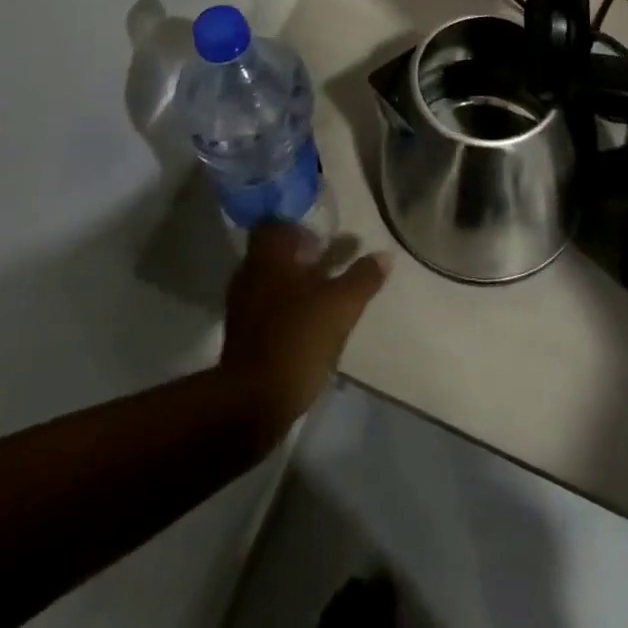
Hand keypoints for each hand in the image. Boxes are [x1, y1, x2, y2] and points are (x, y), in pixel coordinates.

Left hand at [219, 224, 391, 441]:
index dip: (300, 228)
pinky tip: (311, 323)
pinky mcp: (244, 336)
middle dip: (304, 256)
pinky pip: (269, 308)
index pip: (277, 224)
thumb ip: (362, 278)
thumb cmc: (296, 339)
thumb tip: (385, 254)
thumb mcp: (340, 306)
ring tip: (328, 294)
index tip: (324, 238)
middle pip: (277, 254)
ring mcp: (243, 306)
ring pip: (274, 282)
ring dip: (298, 283)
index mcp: (268, 257)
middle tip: (332, 262)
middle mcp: (250, 274)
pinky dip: (290, 308)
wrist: (252, 403)